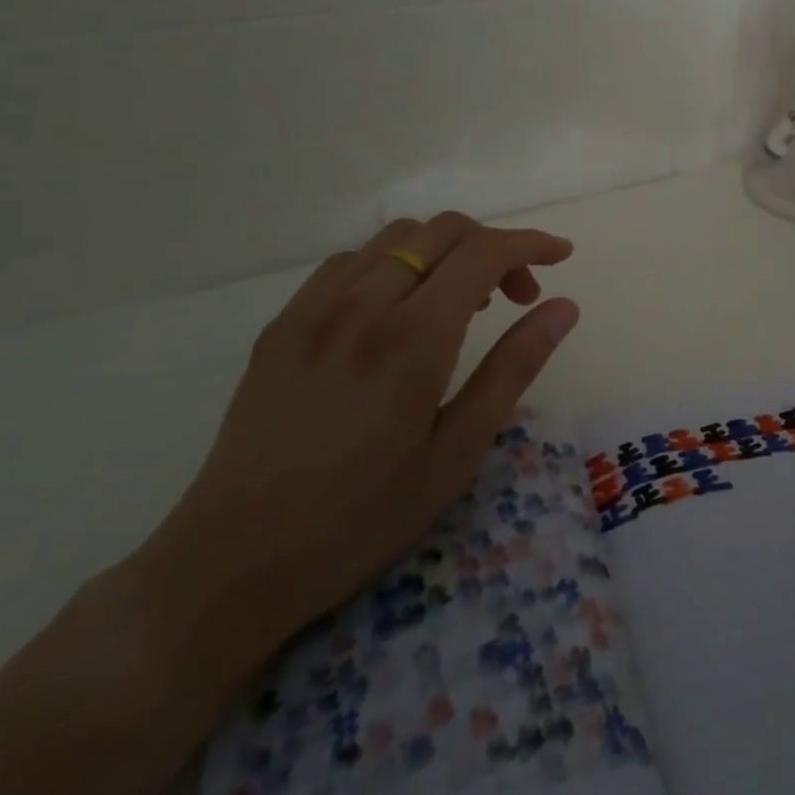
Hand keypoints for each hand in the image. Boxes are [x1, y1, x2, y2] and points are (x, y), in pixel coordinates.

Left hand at [127, 212, 579, 683]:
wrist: (230, 565)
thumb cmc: (362, 518)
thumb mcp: (457, 453)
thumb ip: (513, 368)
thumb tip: (563, 307)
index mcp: (412, 338)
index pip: (484, 252)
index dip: (530, 244)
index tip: (561, 255)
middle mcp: (363, 304)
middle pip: (443, 229)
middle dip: (494, 245)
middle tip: (515, 296)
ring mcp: (314, 308)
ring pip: (396, 236)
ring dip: (444, 250)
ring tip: (458, 302)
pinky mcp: (283, 323)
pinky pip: (350, 261)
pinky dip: (393, 263)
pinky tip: (395, 310)